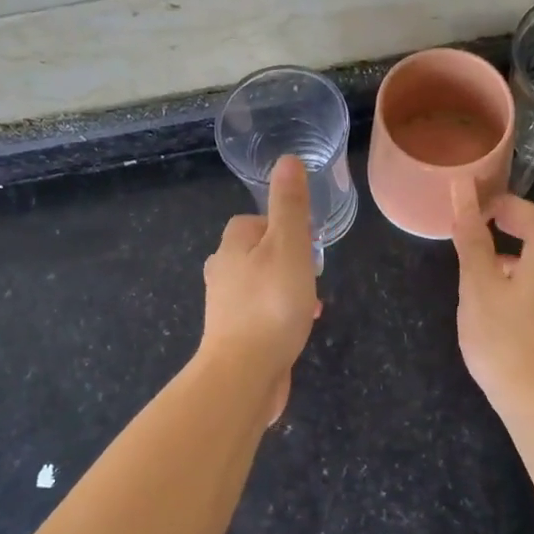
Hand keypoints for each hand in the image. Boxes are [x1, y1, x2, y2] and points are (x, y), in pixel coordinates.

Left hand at [200, 156, 320, 422]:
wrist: (244, 374)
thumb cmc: (271, 304)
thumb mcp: (289, 245)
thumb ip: (290, 205)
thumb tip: (287, 160)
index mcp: (231, 246)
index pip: (252, 222)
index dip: (280, 226)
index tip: (306, 242)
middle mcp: (222, 273)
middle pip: (256, 254)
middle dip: (286, 260)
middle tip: (311, 275)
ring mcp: (225, 308)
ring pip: (260, 286)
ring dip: (285, 289)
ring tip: (310, 305)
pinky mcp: (233, 336)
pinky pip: (260, 315)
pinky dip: (279, 316)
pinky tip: (297, 330)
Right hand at [450, 178, 533, 417]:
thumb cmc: (503, 339)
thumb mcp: (478, 286)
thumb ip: (472, 239)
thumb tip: (462, 196)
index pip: (532, 213)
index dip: (503, 205)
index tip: (474, 209)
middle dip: (522, 222)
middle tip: (488, 228)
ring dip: (529, 248)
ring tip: (491, 262)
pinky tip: (508, 294)